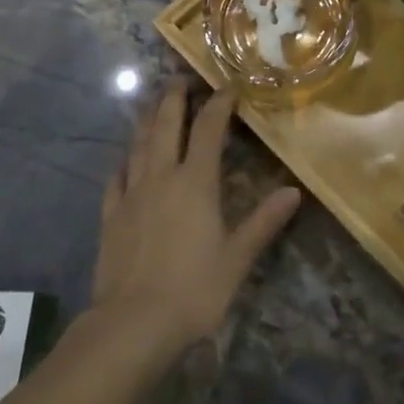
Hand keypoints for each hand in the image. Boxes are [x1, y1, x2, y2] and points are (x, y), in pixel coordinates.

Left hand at [92, 82, 300, 366]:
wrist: (131, 325)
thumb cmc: (192, 290)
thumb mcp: (236, 258)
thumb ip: (263, 222)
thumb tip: (293, 192)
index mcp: (196, 182)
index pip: (209, 129)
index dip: (219, 103)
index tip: (228, 87)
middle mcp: (162, 177)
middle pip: (167, 124)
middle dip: (175, 97)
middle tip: (181, 78)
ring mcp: (132, 194)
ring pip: (139, 144)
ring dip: (148, 119)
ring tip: (154, 103)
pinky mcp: (111, 215)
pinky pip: (116, 177)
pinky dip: (124, 160)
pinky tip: (125, 158)